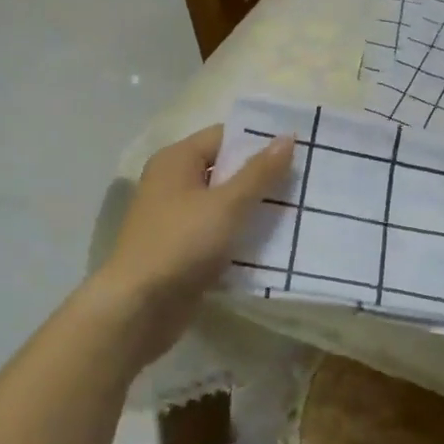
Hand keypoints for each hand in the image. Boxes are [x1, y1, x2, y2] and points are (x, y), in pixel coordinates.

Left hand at [91, 125, 292, 362]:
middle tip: (304, 183)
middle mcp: (172, 183)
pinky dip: (240, 236)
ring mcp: (175, 218)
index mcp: (176, 160)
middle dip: (262, 178)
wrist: (140, 307)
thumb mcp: (227, 205)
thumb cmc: (182, 244)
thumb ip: (259, 173)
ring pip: (223, 204)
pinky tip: (272, 244)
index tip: (298, 152)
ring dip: (254, 209)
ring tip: (296, 212)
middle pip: (224, 170)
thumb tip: (287, 137)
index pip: (224, 136)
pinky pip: (218, 233)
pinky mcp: (182, 249)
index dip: (259, 142)